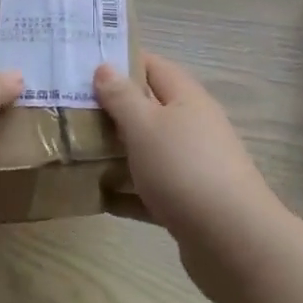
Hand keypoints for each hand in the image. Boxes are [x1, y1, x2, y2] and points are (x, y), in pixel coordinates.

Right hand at [94, 54, 282, 243]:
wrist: (232, 240)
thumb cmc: (184, 169)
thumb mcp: (145, 126)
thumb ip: (122, 97)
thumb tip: (105, 67)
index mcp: (186, 99)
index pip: (152, 66)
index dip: (120, 61)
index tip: (83, 66)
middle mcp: (192, 127)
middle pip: (148, 109)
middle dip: (111, 110)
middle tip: (70, 110)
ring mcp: (192, 166)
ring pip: (147, 151)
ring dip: (116, 152)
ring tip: (75, 152)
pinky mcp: (188, 203)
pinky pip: (150, 190)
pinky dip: (126, 192)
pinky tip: (98, 198)